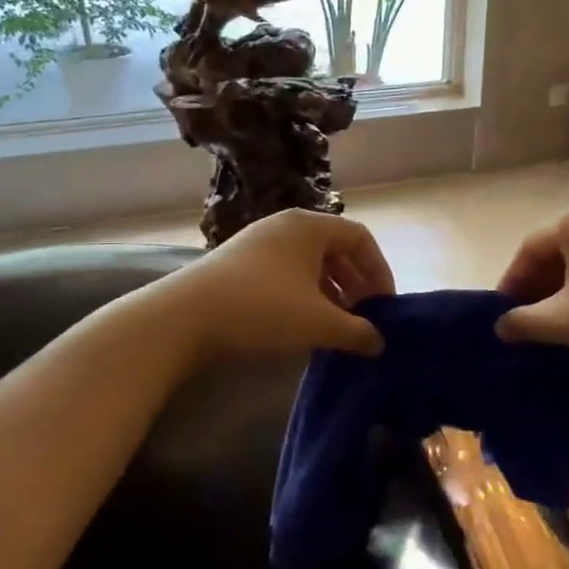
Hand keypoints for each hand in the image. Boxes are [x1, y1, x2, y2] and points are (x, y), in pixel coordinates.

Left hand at [162, 208, 394, 359]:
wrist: (182, 318)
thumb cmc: (262, 309)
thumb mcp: (318, 323)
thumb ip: (357, 332)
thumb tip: (380, 343)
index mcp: (310, 226)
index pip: (361, 238)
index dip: (380, 272)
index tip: (385, 307)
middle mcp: (286, 225)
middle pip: (335, 249)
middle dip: (355, 284)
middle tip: (364, 318)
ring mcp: (259, 242)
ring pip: (309, 263)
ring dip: (330, 292)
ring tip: (336, 325)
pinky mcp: (239, 263)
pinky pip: (286, 273)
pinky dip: (304, 295)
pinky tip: (303, 324)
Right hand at [495, 203, 568, 380]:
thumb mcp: (566, 322)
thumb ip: (524, 321)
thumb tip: (500, 326)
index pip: (531, 247)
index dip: (512, 282)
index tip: (502, 313)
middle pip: (560, 247)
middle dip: (540, 284)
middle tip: (527, 317)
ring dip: (566, 285)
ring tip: (557, 318)